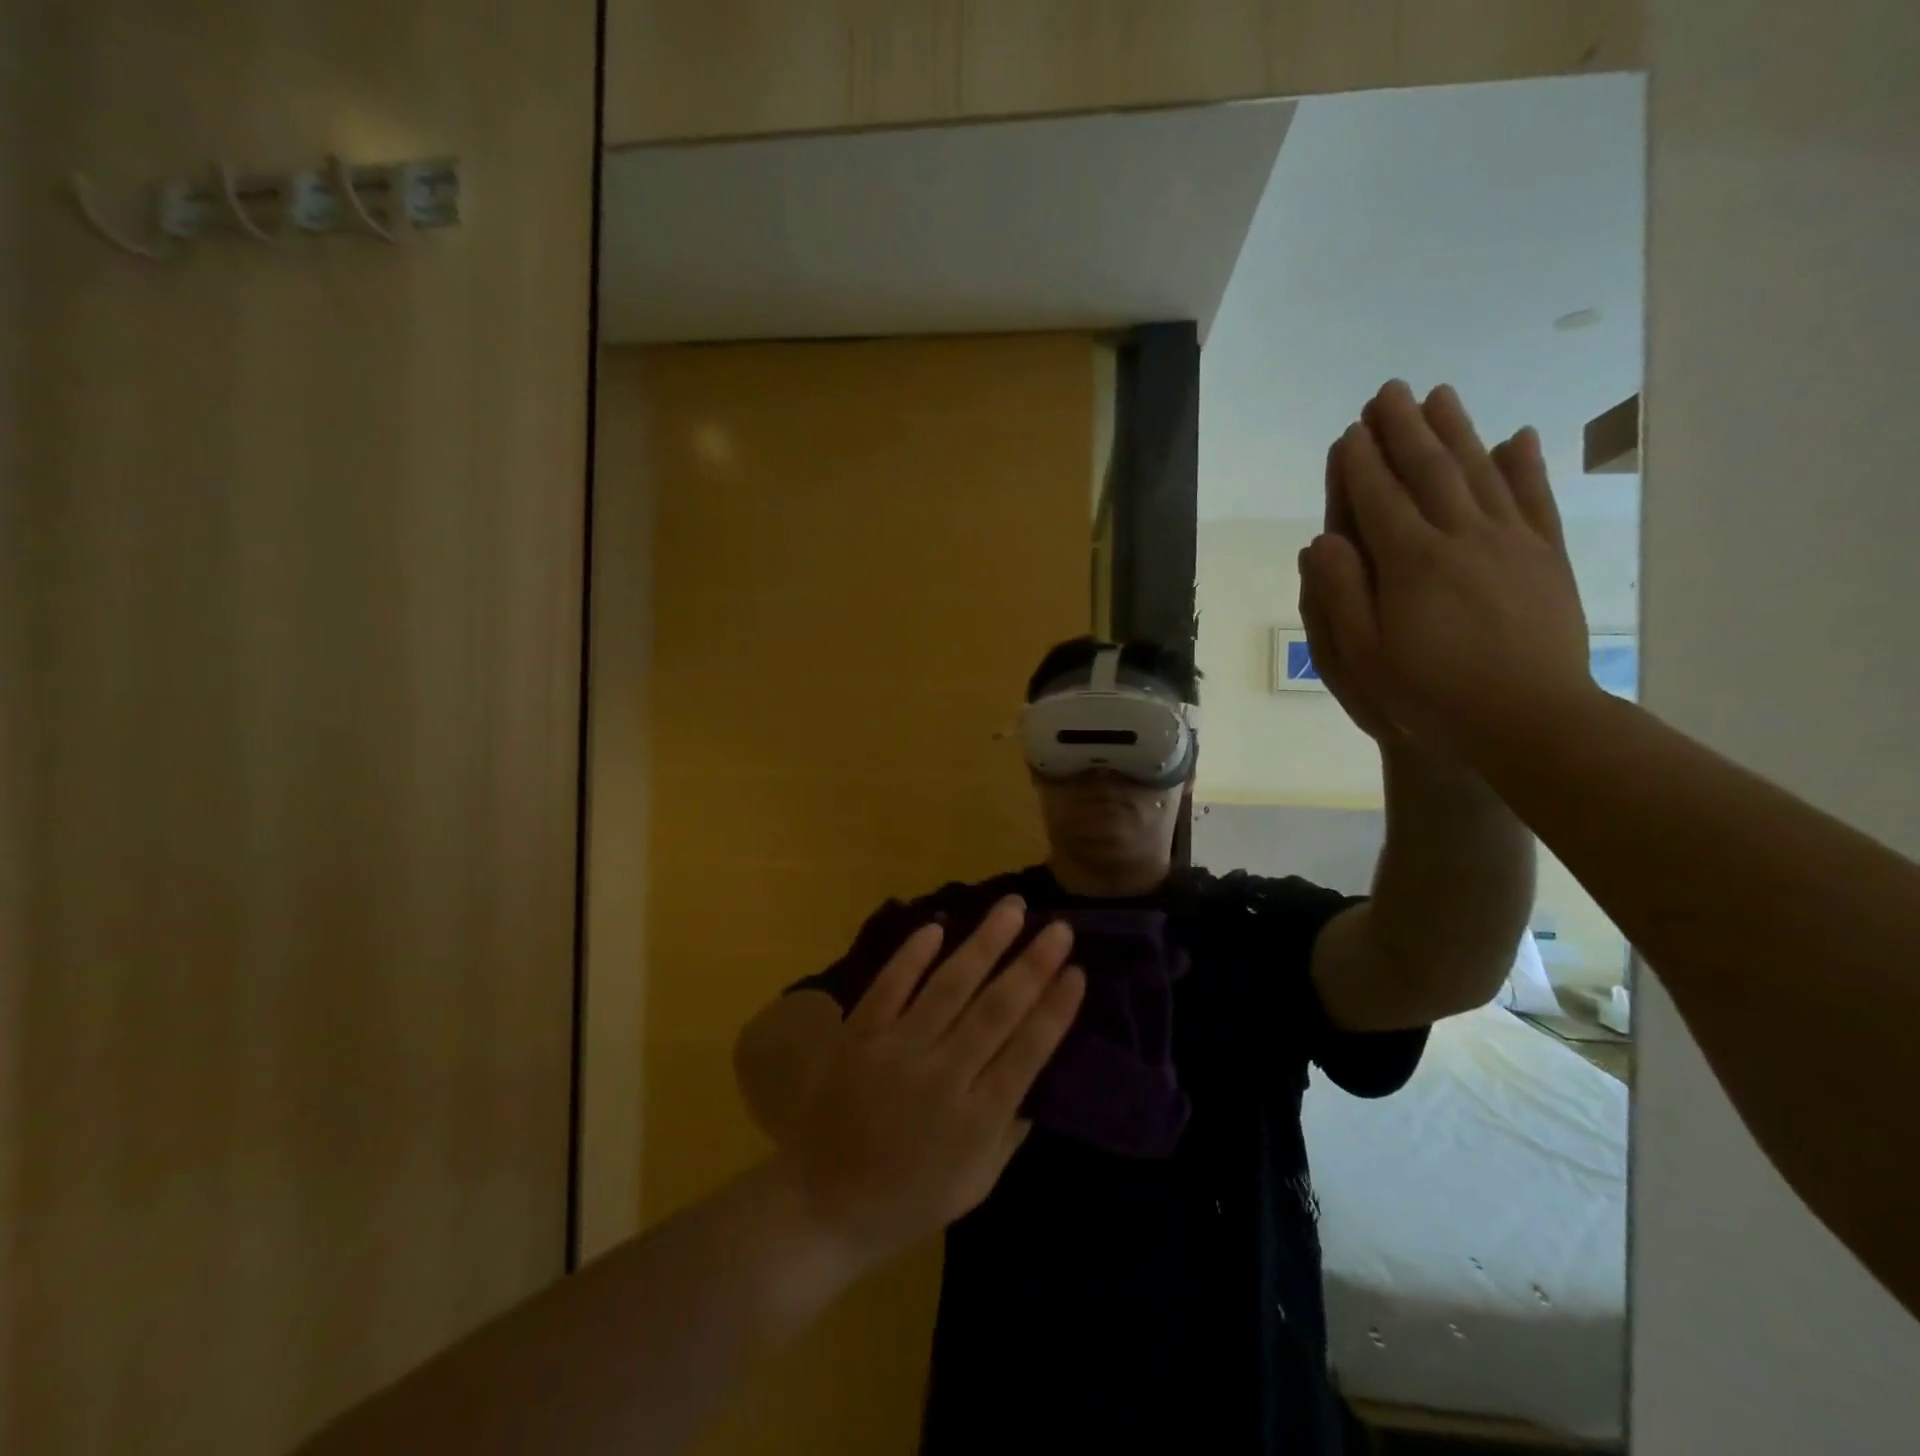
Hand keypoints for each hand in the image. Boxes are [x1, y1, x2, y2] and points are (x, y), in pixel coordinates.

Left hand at [772, 898, 1083, 1276]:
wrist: (820, 1206)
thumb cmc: (907, 1200)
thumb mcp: (975, 1185)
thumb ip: (1009, 1131)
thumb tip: (1038, 1076)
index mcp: (976, 1119)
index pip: (1028, 1051)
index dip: (1055, 1009)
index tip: (1077, 972)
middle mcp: (941, 1076)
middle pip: (995, 1009)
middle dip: (1032, 964)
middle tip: (1059, 927)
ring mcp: (896, 1050)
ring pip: (948, 986)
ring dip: (983, 943)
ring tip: (1012, 908)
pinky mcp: (858, 1035)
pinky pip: (889, 986)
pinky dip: (912, 956)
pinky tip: (937, 925)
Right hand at [1301, 380, 1595, 755]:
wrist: (1528, 718)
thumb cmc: (1428, 693)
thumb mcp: (1361, 656)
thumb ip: (1339, 594)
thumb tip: (1323, 541)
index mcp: (1410, 562)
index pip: (1378, 498)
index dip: (1360, 463)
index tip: (1349, 431)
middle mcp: (1461, 537)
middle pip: (1429, 470)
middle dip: (1404, 429)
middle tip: (1388, 392)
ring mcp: (1511, 542)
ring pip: (1480, 471)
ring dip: (1456, 430)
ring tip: (1439, 395)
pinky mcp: (1546, 557)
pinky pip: (1534, 499)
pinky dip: (1525, 464)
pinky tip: (1518, 437)